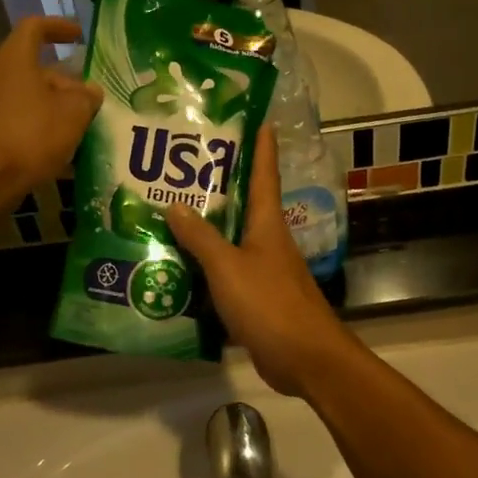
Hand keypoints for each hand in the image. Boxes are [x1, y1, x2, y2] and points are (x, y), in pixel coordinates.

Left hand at [0, 17, 101, 210]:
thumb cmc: (30, 134)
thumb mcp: (73, 113)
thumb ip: (86, 97)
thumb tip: (90, 91)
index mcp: (15, 59)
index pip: (35, 27)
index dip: (58, 27)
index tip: (80, 35)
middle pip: (35, 68)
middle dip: (66, 81)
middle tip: (92, 99)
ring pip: (30, 97)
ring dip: (56, 108)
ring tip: (84, 126)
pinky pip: (21, 122)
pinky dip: (43, 129)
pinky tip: (63, 151)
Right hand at [165, 127, 358, 397]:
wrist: (306, 359)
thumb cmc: (270, 304)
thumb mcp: (228, 268)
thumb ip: (201, 238)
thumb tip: (174, 205)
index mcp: (267, 224)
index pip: (265, 174)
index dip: (261, 146)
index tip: (259, 118)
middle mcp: (268, 241)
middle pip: (244, 205)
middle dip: (220, 185)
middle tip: (185, 166)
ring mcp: (265, 271)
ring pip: (232, 240)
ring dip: (208, 229)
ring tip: (171, 213)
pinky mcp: (258, 299)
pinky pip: (227, 274)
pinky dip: (207, 267)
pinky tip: (180, 269)